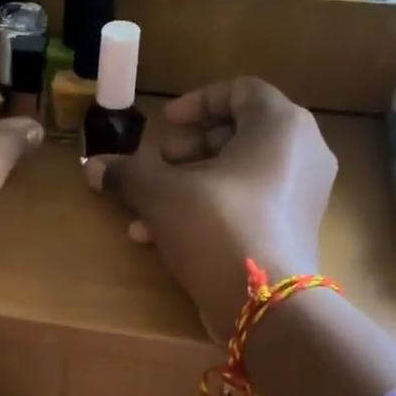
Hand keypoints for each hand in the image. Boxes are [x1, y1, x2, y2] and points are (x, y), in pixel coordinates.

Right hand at [83, 77, 335, 337]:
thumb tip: (92, 167)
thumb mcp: (161, 195)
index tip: (163, 125)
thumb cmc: (217, 226)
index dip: (196, 104)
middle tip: (156, 165)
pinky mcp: (293, 231)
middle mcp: (302, 152)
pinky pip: (248, 204)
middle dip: (187, 150)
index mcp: (281, 125)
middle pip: (237, 134)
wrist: (266, 304)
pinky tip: (161, 236)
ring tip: (148, 206)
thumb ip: (127, 174)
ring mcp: (302, 195)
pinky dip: (209, 209)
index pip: (240, 91)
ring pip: (237, 175)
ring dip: (188, 184)